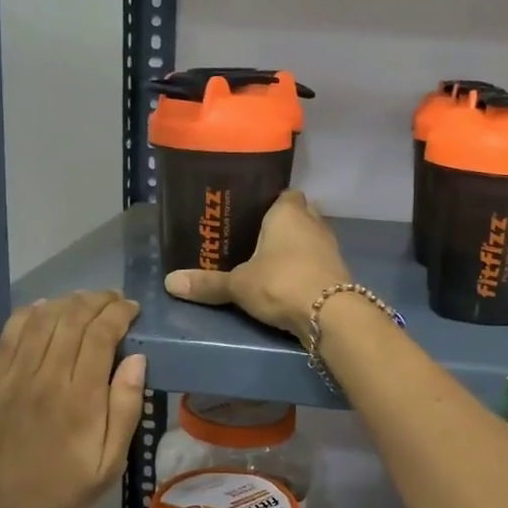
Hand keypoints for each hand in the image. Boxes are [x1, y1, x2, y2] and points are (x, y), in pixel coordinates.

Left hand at [0, 291, 145, 507]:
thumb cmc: (65, 490)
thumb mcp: (110, 462)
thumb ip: (125, 408)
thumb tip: (137, 359)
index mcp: (80, 399)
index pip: (101, 335)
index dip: (119, 313)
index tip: (132, 308)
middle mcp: (46, 378)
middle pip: (72, 319)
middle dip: (97, 301)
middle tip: (114, 300)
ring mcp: (14, 377)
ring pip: (42, 320)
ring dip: (67, 302)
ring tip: (85, 301)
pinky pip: (11, 334)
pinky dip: (30, 313)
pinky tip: (46, 309)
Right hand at [163, 190, 351, 343]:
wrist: (330, 314)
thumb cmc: (281, 282)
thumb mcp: (238, 284)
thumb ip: (208, 283)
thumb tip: (169, 282)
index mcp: (288, 211)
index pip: (284, 193)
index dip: (270, 201)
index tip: (252, 213)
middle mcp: (313, 222)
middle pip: (299, 214)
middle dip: (281, 225)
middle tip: (255, 238)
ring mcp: (330, 246)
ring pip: (310, 238)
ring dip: (295, 248)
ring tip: (269, 261)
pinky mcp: (338, 271)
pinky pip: (317, 261)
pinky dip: (305, 267)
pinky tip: (287, 280)